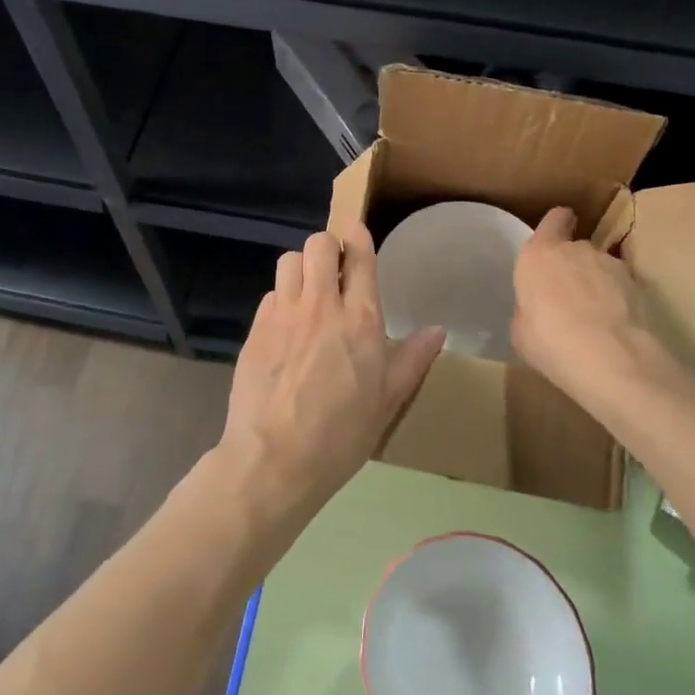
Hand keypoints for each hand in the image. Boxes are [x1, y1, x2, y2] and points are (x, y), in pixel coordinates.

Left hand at [220, 225, 446, 519]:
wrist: (274, 460)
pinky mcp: (256, 328)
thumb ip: (413, 359)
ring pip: (290, 260)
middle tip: (334, 271)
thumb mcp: (388, 401)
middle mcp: (321, 304)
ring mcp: (283, 313)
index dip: (358, 237)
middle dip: (328, 248)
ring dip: (302, 268)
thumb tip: (438, 330)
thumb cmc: (341, 435)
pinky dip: (281, 299)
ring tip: (308, 293)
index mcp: (360, 319)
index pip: (359, 255)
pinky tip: (285, 327)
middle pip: (319, 243)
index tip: (357, 235)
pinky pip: (271, 294)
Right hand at [512, 207, 674, 415]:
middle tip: (570, 297)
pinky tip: (617, 322)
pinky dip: (619, 297)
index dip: (557, 226)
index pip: (554, 219)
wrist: (607, 356)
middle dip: (574, 266)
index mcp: (538, 255)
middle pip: (575, 247)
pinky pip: (622, 284)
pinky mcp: (636, 283)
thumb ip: (529, 307)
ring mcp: (608, 263)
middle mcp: (574, 249)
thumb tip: (539, 308)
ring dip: (598, 282)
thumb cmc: (549, 341)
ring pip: (601, 265)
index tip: (557, 237)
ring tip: (597, 315)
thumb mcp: (522, 329)